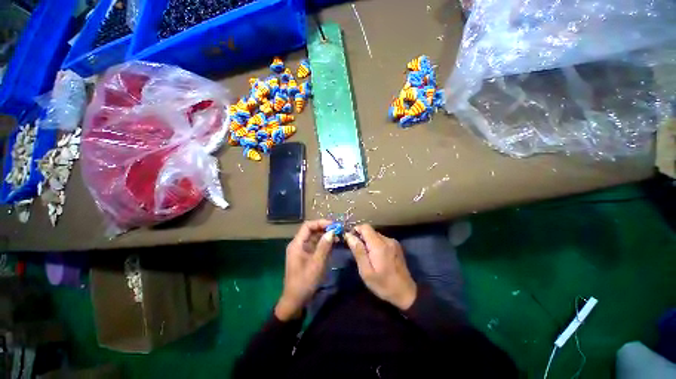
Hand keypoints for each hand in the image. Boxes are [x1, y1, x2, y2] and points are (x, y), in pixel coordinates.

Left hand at [275, 219, 333, 320]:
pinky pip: (316, 245)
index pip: (308, 226)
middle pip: (311, 230)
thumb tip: (332, 232)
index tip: (333, 225)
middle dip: (325, 228)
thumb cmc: (304, 282)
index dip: (320, 223)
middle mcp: (299, 244)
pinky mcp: (306, 256)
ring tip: (338, 236)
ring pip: (314, 237)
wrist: (295, 301)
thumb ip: (324, 246)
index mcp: (297, 244)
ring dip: (325, 235)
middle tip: (338, 230)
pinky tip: (333, 244)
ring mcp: (302, 250)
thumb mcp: (316, 264)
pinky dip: (324, 243)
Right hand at [345, 224, 416, 310]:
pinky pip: (382, 240)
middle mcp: (387, 240)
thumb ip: (358, 251)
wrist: (406, 292)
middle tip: (358, 253)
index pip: (365, 227)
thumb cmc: (383, 284)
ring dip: (369, 242)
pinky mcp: (396, 246)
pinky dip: (376, 244)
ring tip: (368, 257)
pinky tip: (377, 257)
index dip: (356, 230)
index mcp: (379, 245)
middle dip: (362, 238)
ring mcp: (393, 242)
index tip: (351, 241)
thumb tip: (349, 236)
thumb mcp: (366, 271)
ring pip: (376, 235)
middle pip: (370, 231)